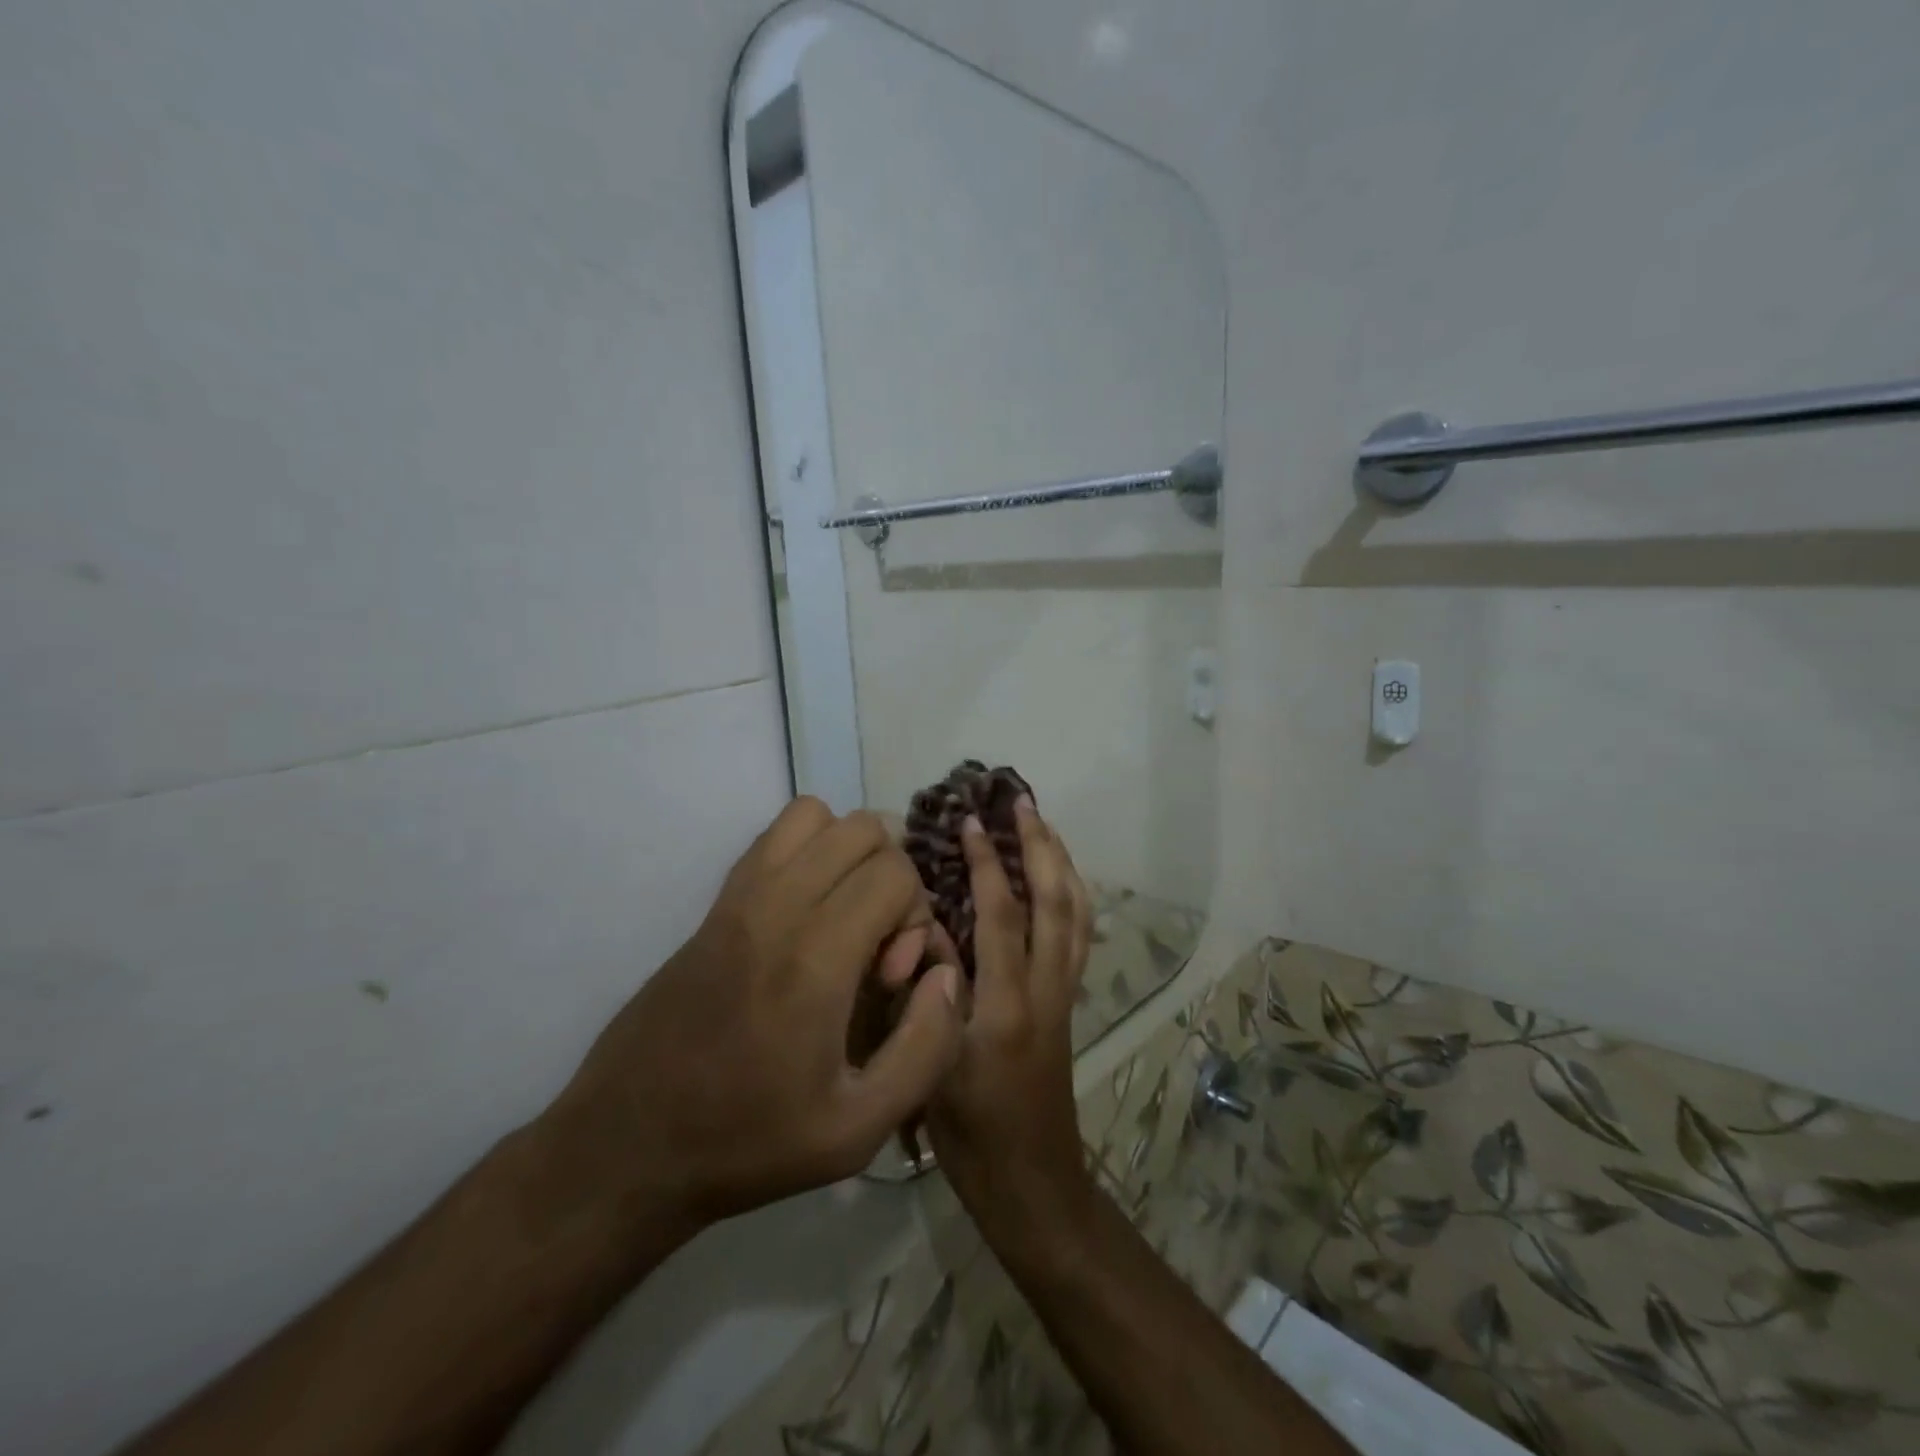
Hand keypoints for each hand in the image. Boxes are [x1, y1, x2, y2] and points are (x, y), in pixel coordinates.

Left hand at [540, 798, 965, 1235]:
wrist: (629, 1142)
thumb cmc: (748, 1142)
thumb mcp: (858, 1130)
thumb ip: (926, 1048)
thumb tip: (946, 974)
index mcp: (814, 959)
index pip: (894, 872)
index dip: (914, 917)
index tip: (892, 977)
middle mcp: (776, 907)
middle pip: (863, 829)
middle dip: (892, 877)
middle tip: (874, 944)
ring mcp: (738, 896)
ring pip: (816, 814)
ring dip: (849, 853)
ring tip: (845, 916)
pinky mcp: (716, 901)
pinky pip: (774, 834)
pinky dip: (809, 849)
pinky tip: (807, 911)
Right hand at [927, 797, 1093, 1235]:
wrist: (1032, 1184)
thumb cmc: (971, 1136)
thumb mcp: (933, 1068)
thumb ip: (930, 993)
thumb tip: (927, 927)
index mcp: (1006, 1008)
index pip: (1002, 917)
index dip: (988, 864)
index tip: (971, 822)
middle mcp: (1047, 992)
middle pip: (1056, 903)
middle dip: (1041, 847)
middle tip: (1022, 803)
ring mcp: (1065, 996)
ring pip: (1077, 914)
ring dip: (1062, 863)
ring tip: (1043, 826)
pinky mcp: (1070, 1004)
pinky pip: (1079, 935)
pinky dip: (1072, 896)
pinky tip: (1058, 880)